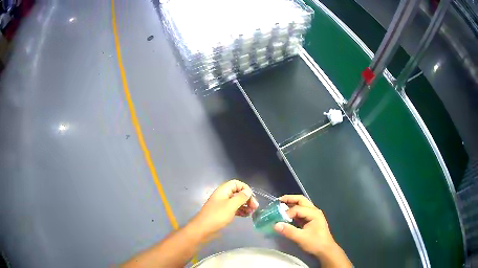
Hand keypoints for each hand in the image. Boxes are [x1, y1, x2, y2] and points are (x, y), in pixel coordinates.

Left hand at [189, 180, 258, 240]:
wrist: (203, 229)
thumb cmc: (217, 216)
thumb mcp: (231, 206)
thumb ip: (240, 197)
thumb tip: (248, 191)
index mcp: (223, 191)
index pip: (236, 183)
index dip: (245, 188)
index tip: (251, 197)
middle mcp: (223, 196)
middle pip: (237, 192)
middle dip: (247, 198)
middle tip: (255, 207)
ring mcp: (222, 204)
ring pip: (236, 201)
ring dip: (245, 205)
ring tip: (251, 212)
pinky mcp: (222, 213)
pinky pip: (234, 209)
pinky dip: (240, 211)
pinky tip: (246, 216)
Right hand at [274, 195, 351, 266]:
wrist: (325, 250)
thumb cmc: (315, 243)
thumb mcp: (301, 238)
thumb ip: (288, 231)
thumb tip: (275, 225)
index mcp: (314, 213)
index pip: (297, 209)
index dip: (287, 213)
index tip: (278, 220)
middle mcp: (314, 211)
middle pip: (301, 200)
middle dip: (289, 199)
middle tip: (277, 201)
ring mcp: (313, 215)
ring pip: (301, 205)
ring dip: (291, 204)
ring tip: (280, 207)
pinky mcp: (311, 220)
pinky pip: (301, 212)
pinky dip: (293, 211)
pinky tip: (286, 216)